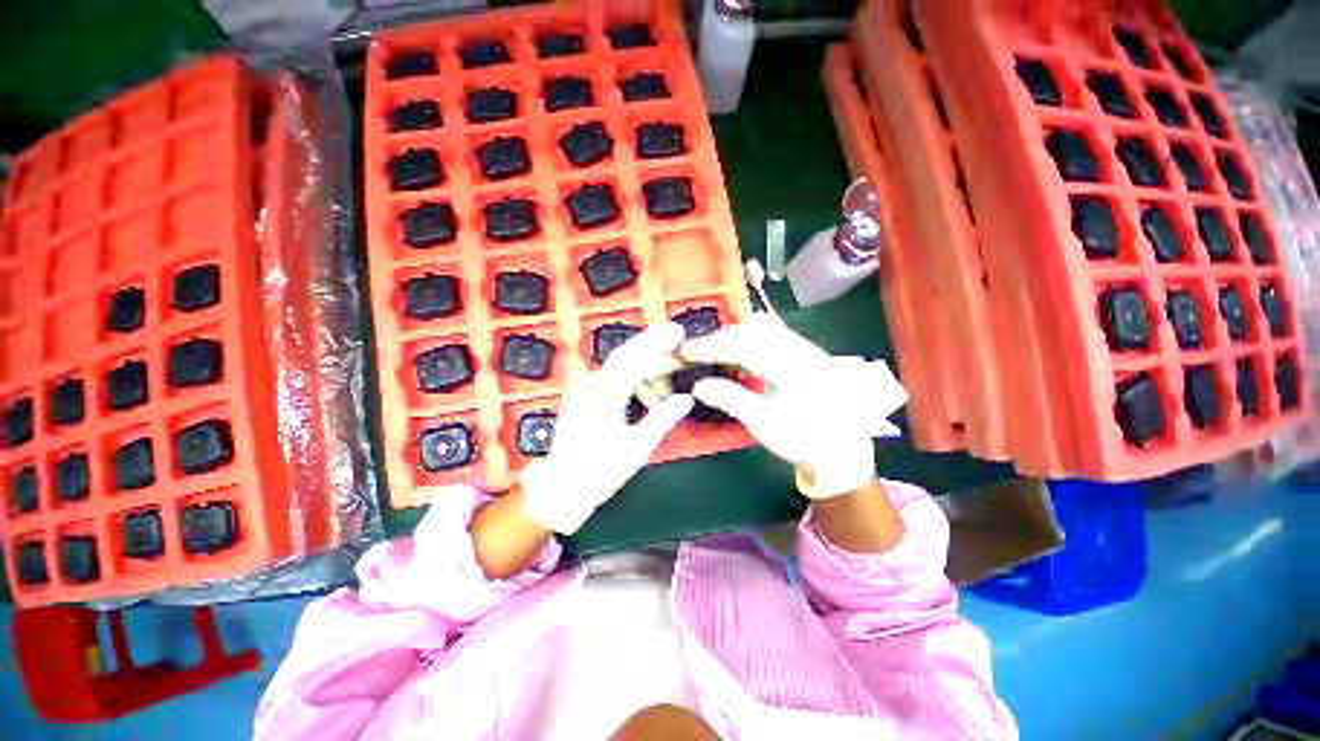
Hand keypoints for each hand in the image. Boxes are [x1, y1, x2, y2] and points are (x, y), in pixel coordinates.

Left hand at [521, 323, 692, 534]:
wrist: (562, 488)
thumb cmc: (600, 471)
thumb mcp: (637, 447)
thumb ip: (662, 419)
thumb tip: (687, 399)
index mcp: (603, 394)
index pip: (633, 357)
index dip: (657, 342)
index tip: (679, 332)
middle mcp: (592, 385)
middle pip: (626, 355)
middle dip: (653, 345)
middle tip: (678, 339)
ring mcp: (586, 390)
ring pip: (621, 368)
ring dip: (646, 368)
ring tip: (670, 378)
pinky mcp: (586, 398)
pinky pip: (614, 380)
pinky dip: (634, 381)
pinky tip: (650, 394)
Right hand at [680, 314, 889, 498]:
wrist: (842, 449)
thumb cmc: (802, 438)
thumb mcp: (762, 423)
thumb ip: (729, 399)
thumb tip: (697, 386)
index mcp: (789, 365)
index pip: (742, 345)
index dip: (710, 347)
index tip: (685, 352)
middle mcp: (799, 347)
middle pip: (751, 329)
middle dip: (720, 338)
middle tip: (697, 353)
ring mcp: (805, 347)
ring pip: (762, 328)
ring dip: (734, 336)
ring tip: (715, 352)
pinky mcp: (805, 352)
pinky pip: (772, 334)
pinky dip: (749, 339)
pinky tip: (740, 353)